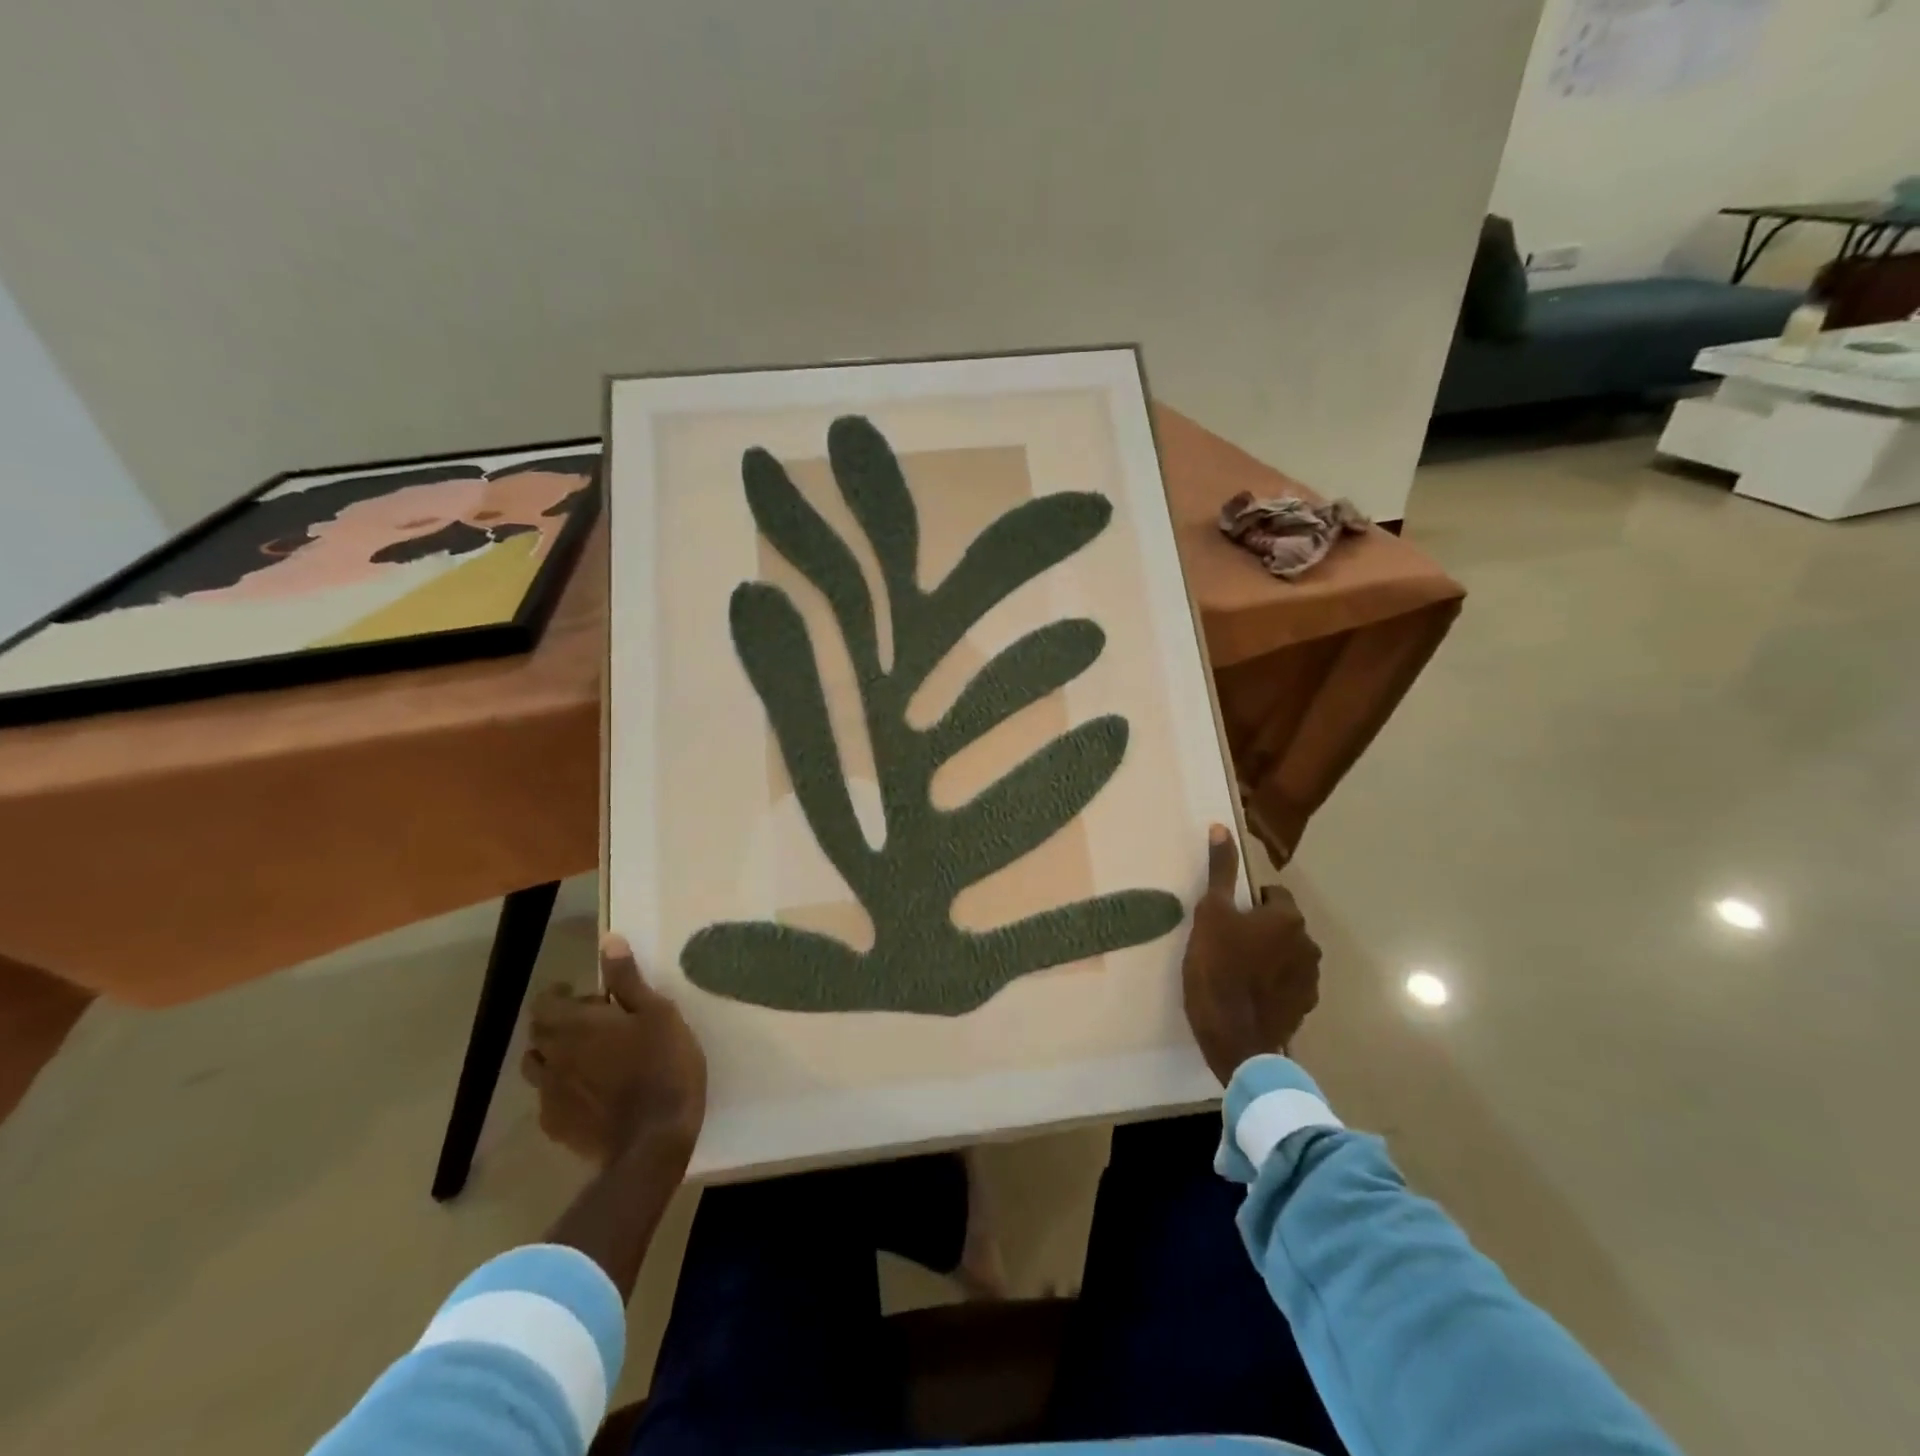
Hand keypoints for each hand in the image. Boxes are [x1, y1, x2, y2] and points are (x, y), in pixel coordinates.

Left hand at [521, 933, 706, 1165]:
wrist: (653, 1141)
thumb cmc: (663, 1065)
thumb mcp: (658, 1013)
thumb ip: (628, 980)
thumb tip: (608, 942)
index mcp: (575, 1026)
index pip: (543, 1002)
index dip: (558, 994)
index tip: (583, 993)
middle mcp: (553, 1057)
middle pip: (538, 1033)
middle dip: (559, 1022)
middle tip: (596, 1021)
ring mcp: (550, 1096)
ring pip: (538, 1067)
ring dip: (556, 1055)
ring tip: (590, 1057)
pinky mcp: (557, 1127)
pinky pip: (549, 1099)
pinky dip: (563, 1088)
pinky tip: (592, 1092)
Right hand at [1182, 824, 1322, 1083]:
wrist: (1233, 1038)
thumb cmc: (1217, 968)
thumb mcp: (1210, 914)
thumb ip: (1220, 872)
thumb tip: (1221, 828)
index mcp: (1288, 919)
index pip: (1274, 895)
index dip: (1249, 903)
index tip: (1227, 918)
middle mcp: (1309, 945)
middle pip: (1282, 925)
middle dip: (1260, 929)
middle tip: (1226, 943)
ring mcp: (1310, 980)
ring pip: (1287, 955)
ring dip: (1268, 957)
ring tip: (1236, 971)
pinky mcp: (1304, 1008)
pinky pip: (1288, 984)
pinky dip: (1273, 984)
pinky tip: (1248, 994)